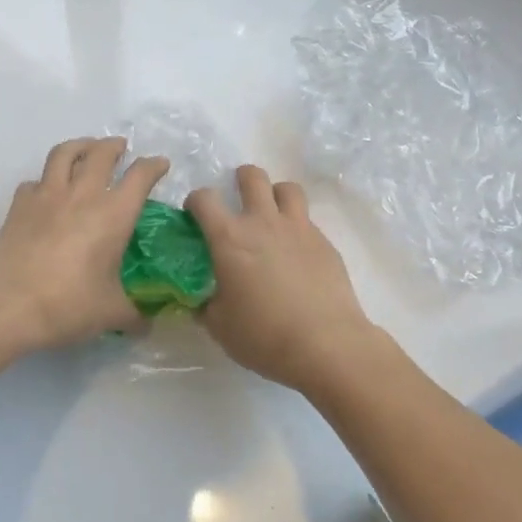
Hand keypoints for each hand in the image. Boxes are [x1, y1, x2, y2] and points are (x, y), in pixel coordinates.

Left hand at [0, 137, 170, 351]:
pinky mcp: (19, 205)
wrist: (6, 305)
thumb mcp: (111, 314)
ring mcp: (46, 195)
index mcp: (113, 214)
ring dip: (80, 146)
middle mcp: (82, 195)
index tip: (160, 165)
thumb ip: (134, 315)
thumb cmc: (67, 305)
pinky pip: (35, 180)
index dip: (153, 166)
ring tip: (86, 150)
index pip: (140, 176)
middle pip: (101, 153)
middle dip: (114, 146)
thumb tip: (149, 324)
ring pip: (64, 153)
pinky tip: (47, 191)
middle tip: (121, 149)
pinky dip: (46, 179)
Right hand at [187, 166, 382, 393]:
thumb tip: (201, 300)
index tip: (195, 216)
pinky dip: (297, 228)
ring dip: (275, 194)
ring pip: (287, 188)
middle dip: (241, 179)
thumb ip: (206, 305)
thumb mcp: (219, 326)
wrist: (326, 345)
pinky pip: (307, 221)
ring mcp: (299, 229)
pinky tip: (295, 255)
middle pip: (252, 177)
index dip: (195, 202)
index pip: (204, 199)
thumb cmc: (264, 335)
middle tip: (237, 199)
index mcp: (229, 238)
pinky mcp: (325, 243)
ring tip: (271, 215)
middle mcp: (264, 222)